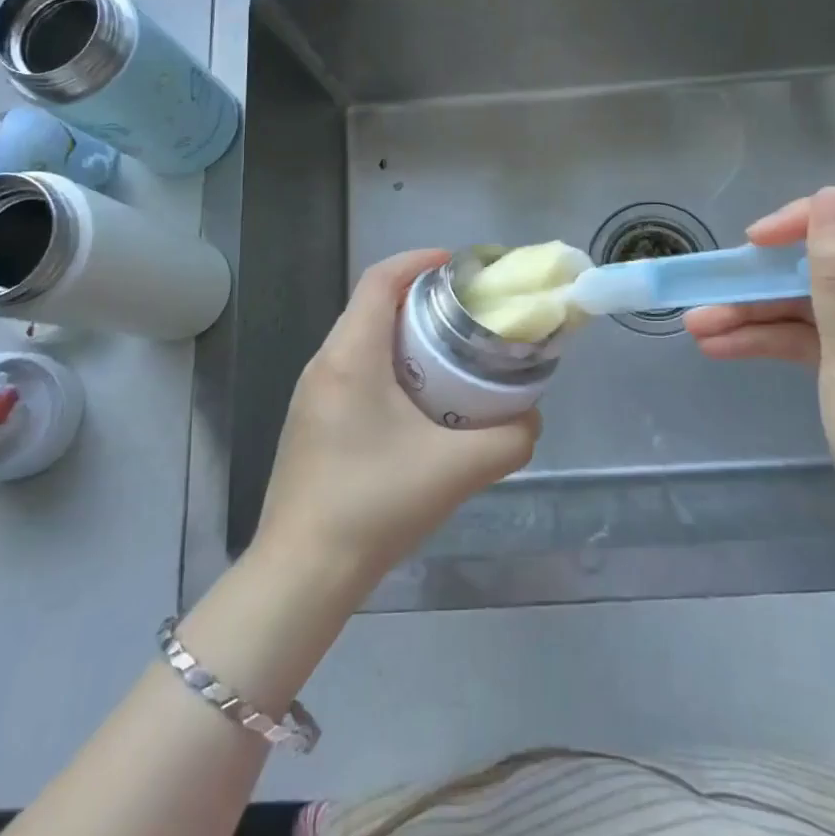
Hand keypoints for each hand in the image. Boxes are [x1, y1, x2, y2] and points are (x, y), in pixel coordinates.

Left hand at [256, 249, 540, 589]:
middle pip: (373, 305)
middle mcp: (324, 363)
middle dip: (421, 299)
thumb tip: (531, 418)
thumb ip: (510, 438)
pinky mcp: (311, 421)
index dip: (419, 261)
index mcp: (350, 356)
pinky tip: (419, 402)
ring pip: (363, 339)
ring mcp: (312, 393)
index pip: (380, 280)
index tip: (460, 268)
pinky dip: (390, 364)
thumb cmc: (374, 505)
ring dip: (406, 334)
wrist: (302, 574)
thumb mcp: (457, 469)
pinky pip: (354, 369)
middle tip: (468, 314)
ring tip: (451, 354)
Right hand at [685, 187, 834, 572]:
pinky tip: (722, 346)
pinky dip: (778, 341)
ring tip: (697, 326)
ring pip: (819, 305)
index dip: (807, 223)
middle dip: (767, 281)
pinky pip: (823, 338)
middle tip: (710, 290)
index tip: (753, 242)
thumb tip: (830, 196)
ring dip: (760, 314)